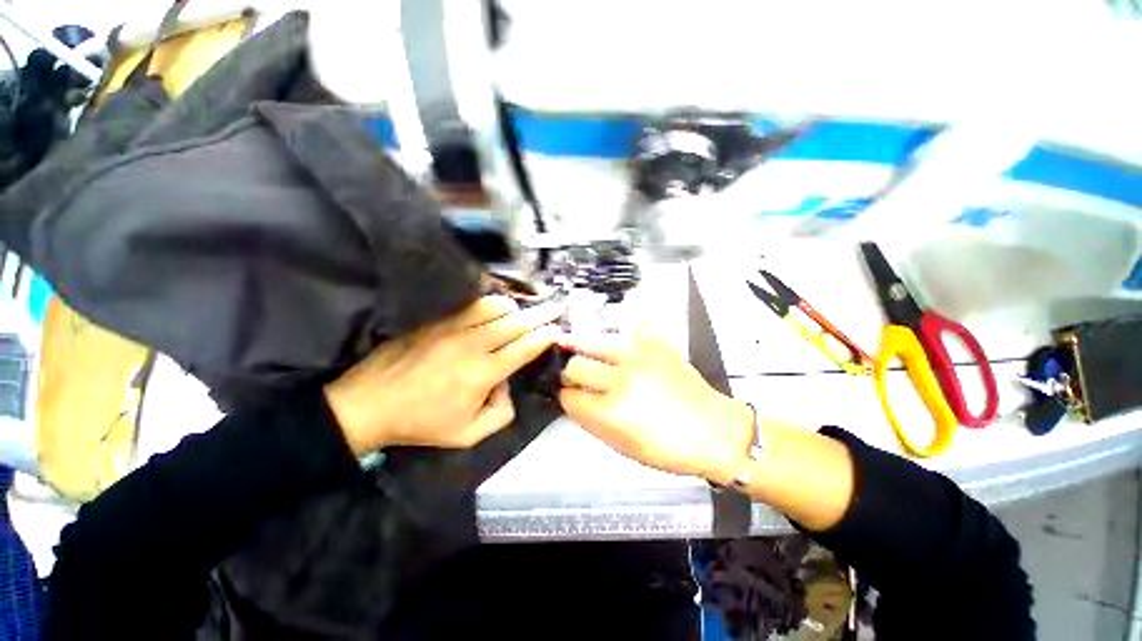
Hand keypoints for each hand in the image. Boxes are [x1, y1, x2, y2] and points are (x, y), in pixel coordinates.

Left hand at [325, 296, 564, 455]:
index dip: (545, 336)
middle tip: (557, 307)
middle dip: (542, 314)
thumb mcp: (468, 436)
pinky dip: (489, 304)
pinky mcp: (437, 321)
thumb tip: (506, 383)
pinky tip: (494, 308)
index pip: (524, 348)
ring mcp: (453, 328)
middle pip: (516, 322)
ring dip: (515, 307)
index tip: (558, 329)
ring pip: (495, 306)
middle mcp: (473, 344)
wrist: (368, 404)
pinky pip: (471, 305)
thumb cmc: (421, 423)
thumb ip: (501, 414)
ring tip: (522, 311)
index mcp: (482, 373)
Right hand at [558, 329, 755, 484]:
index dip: (565, 398)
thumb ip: (591, 422)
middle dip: (570, 375)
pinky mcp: (655, 345)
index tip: (570, 397)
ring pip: (593, 344)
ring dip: (586, 353)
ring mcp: (639, 358)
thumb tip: (573, 401)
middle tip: (578, 378)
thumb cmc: (668, 449)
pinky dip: (621, 333)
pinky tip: (621, 340)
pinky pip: (629, 328)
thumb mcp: (623, 447)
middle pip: (574, 366)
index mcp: (610, 412)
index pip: (568, 397)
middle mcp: (620, 380)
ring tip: (590, 356)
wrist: (716, 431)